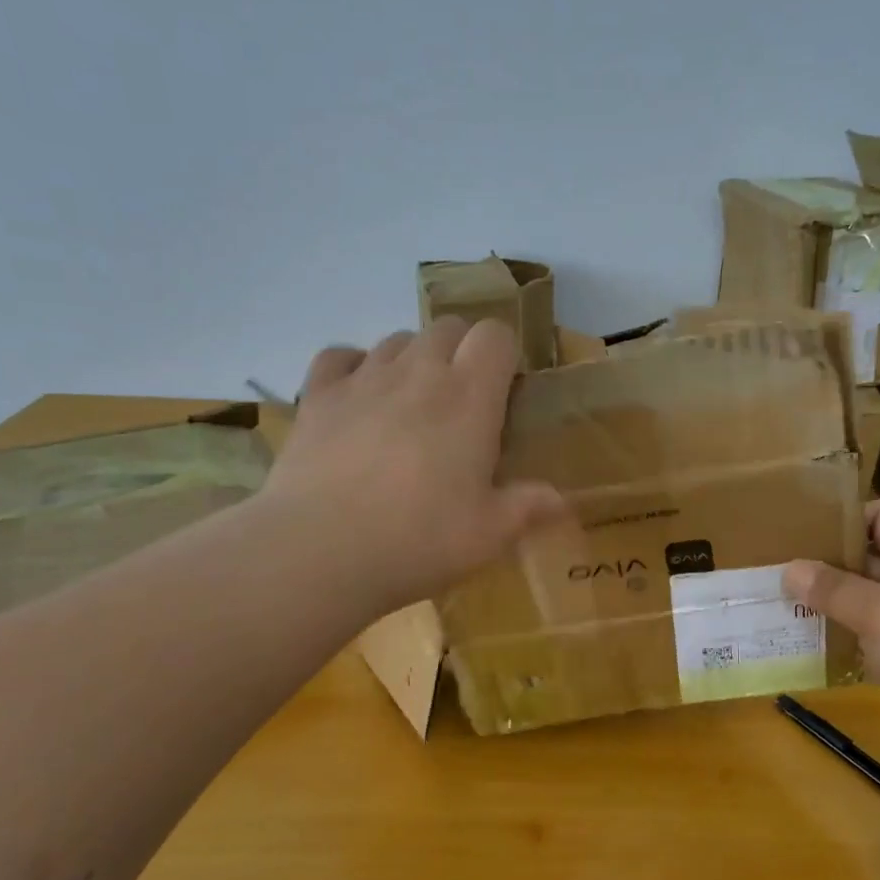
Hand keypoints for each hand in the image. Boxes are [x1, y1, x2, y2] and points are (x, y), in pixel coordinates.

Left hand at [262, 318, 568, 616]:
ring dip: (412, 359)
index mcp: (469, 396)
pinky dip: (353, 366)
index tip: (505, 389)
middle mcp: (418, 372)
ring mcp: (363, 379)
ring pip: (396, 340)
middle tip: (462, 401)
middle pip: (446, 327)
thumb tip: (563, 501)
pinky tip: (358, 395)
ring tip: (411, 403)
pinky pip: (339, 356)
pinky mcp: (317, 396)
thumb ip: (529, 507)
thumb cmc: (419, 540)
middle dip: (461, 351)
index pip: (494, 334)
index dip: (503, 352)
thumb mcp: (489, 534)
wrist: (319, 551)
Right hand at [783, 500, 879, 783]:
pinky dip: (848, 636)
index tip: (802, 531)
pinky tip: (812, 643)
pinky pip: (877, 636)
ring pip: (873, 599)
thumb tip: (790, 569)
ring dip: (834, 603)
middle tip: (781, 569)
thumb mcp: (878, 612)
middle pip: (876, 556)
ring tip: (786, 604)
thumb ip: (832, 587)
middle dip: (830, 562)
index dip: (847, 517)